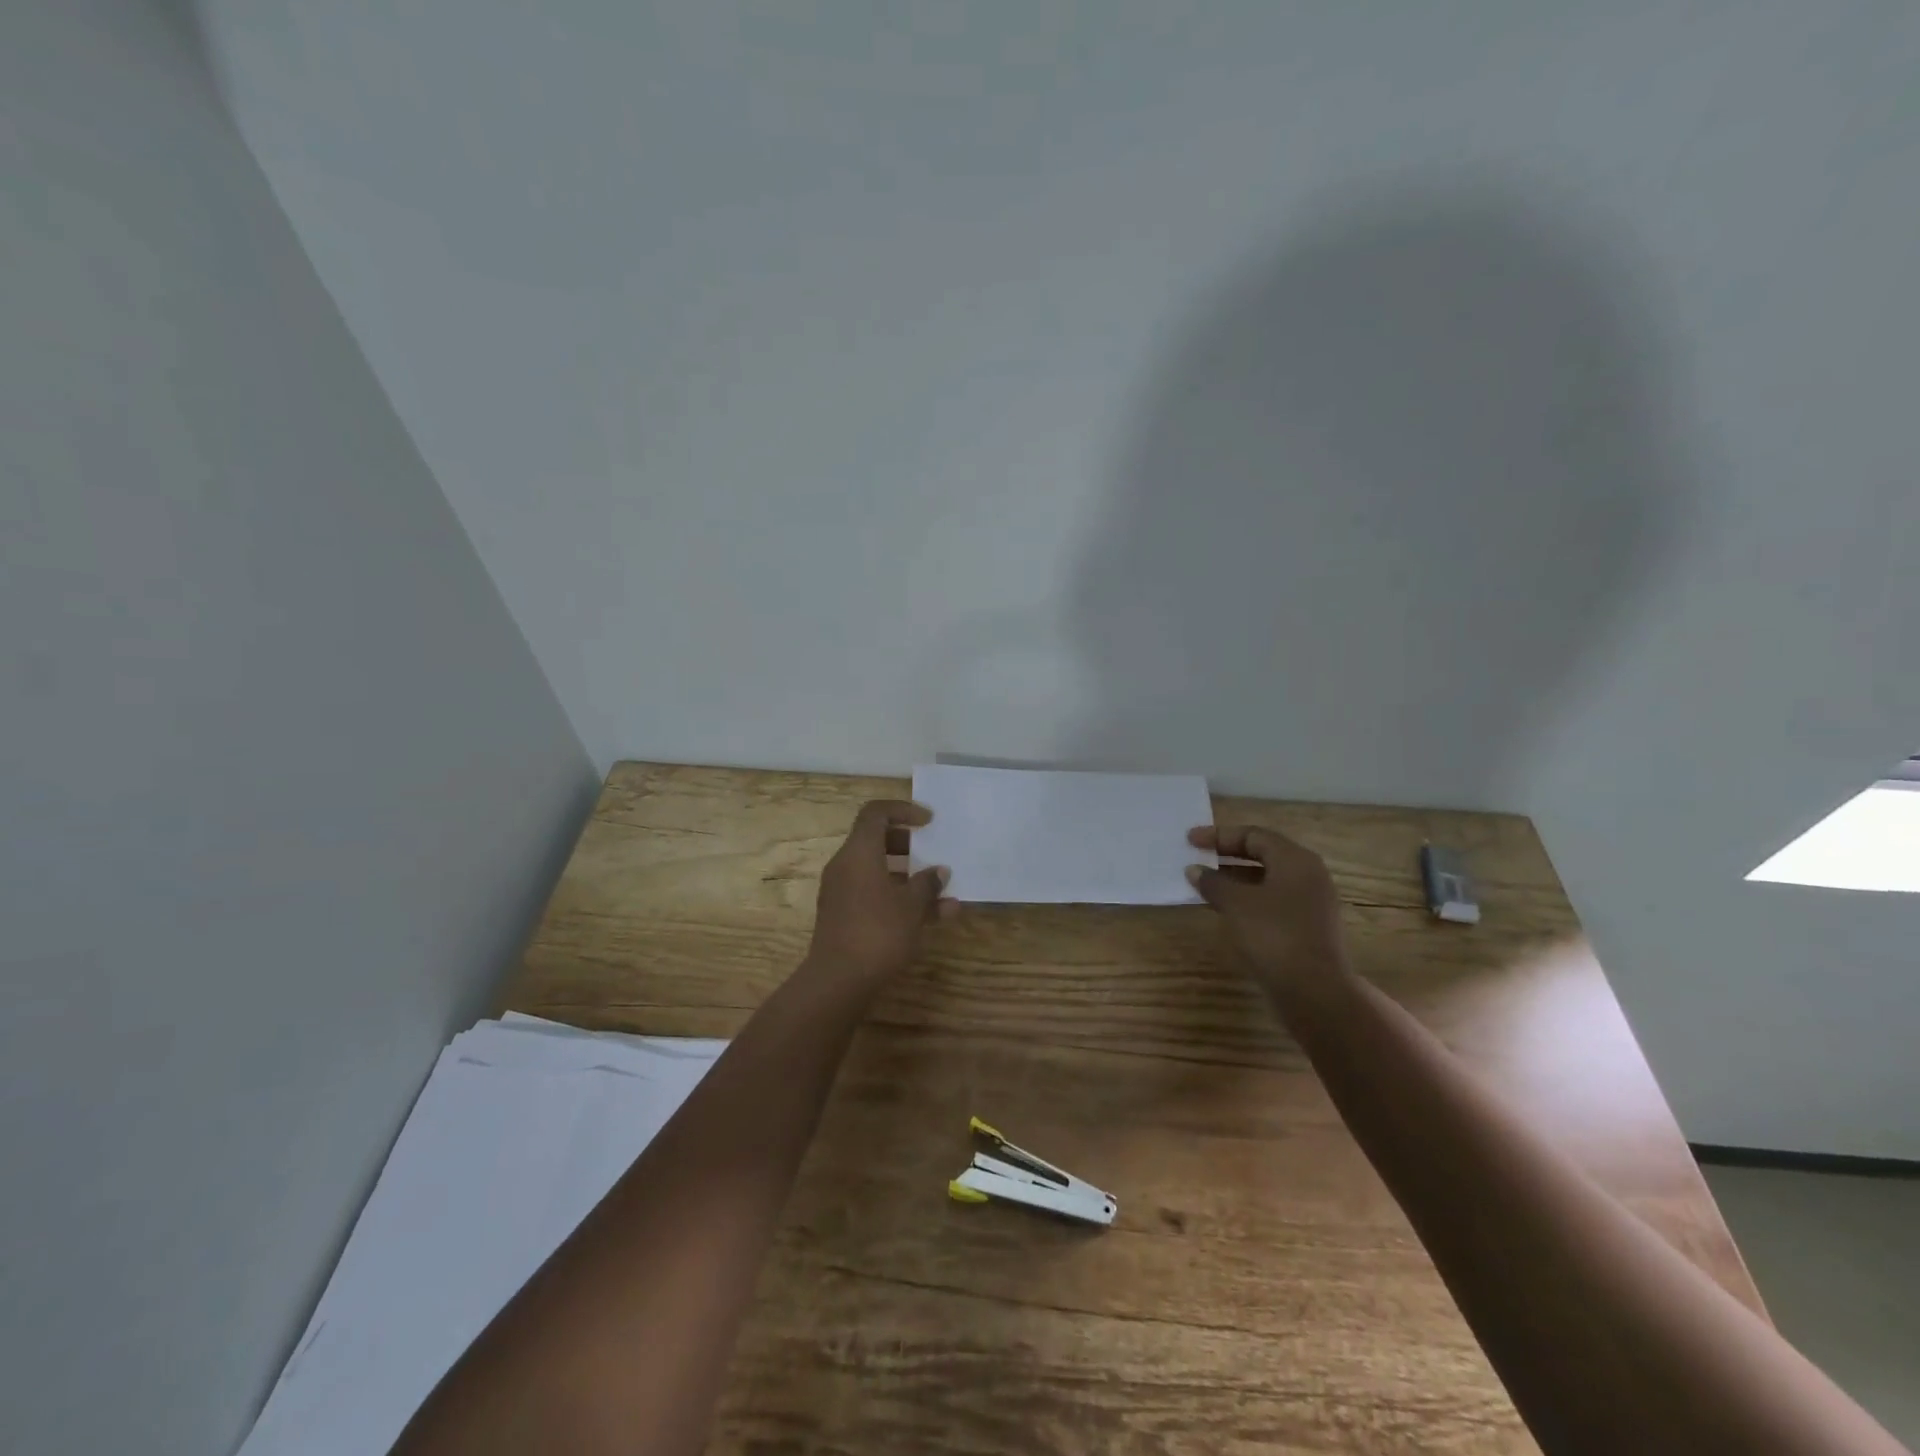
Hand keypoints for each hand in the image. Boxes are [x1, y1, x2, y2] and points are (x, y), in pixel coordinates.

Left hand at [806, 799, 950, 985]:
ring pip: (876, 870)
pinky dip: (896, 896)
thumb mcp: (912, 906)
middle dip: (906, 843)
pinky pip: (872, 893)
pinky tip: (928, 917)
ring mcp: (841, 891)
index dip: (903, 810)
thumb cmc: (878, 932)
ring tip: (940, 891)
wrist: (838, 981)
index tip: (928, 822)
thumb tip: (939, 872)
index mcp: (859, 852)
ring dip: (907, 875)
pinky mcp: (842, 915)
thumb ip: (928, 884)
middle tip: (931, 851)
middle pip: (874, 840)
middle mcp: (845, 865)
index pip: (876, 813)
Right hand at [1187, 824, 1351, 1002]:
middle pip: (1262, 854)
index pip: (1253, 835)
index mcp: (1295, 860)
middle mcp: (1308, 875)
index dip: (1219, 835)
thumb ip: (1213, 882)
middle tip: (1197, 858)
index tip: (1190, 841)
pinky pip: (1271, 901)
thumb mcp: (1236, 904)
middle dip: (1227, 855)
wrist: (1315, 992)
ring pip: (1266, 879)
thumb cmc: (1274, 936)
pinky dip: (1246, 899)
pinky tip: (1224, 910)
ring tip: (1204, 884)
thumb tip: (1195, 870)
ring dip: (1234, 879)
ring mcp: (1310, 903)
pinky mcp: (1306, 927)